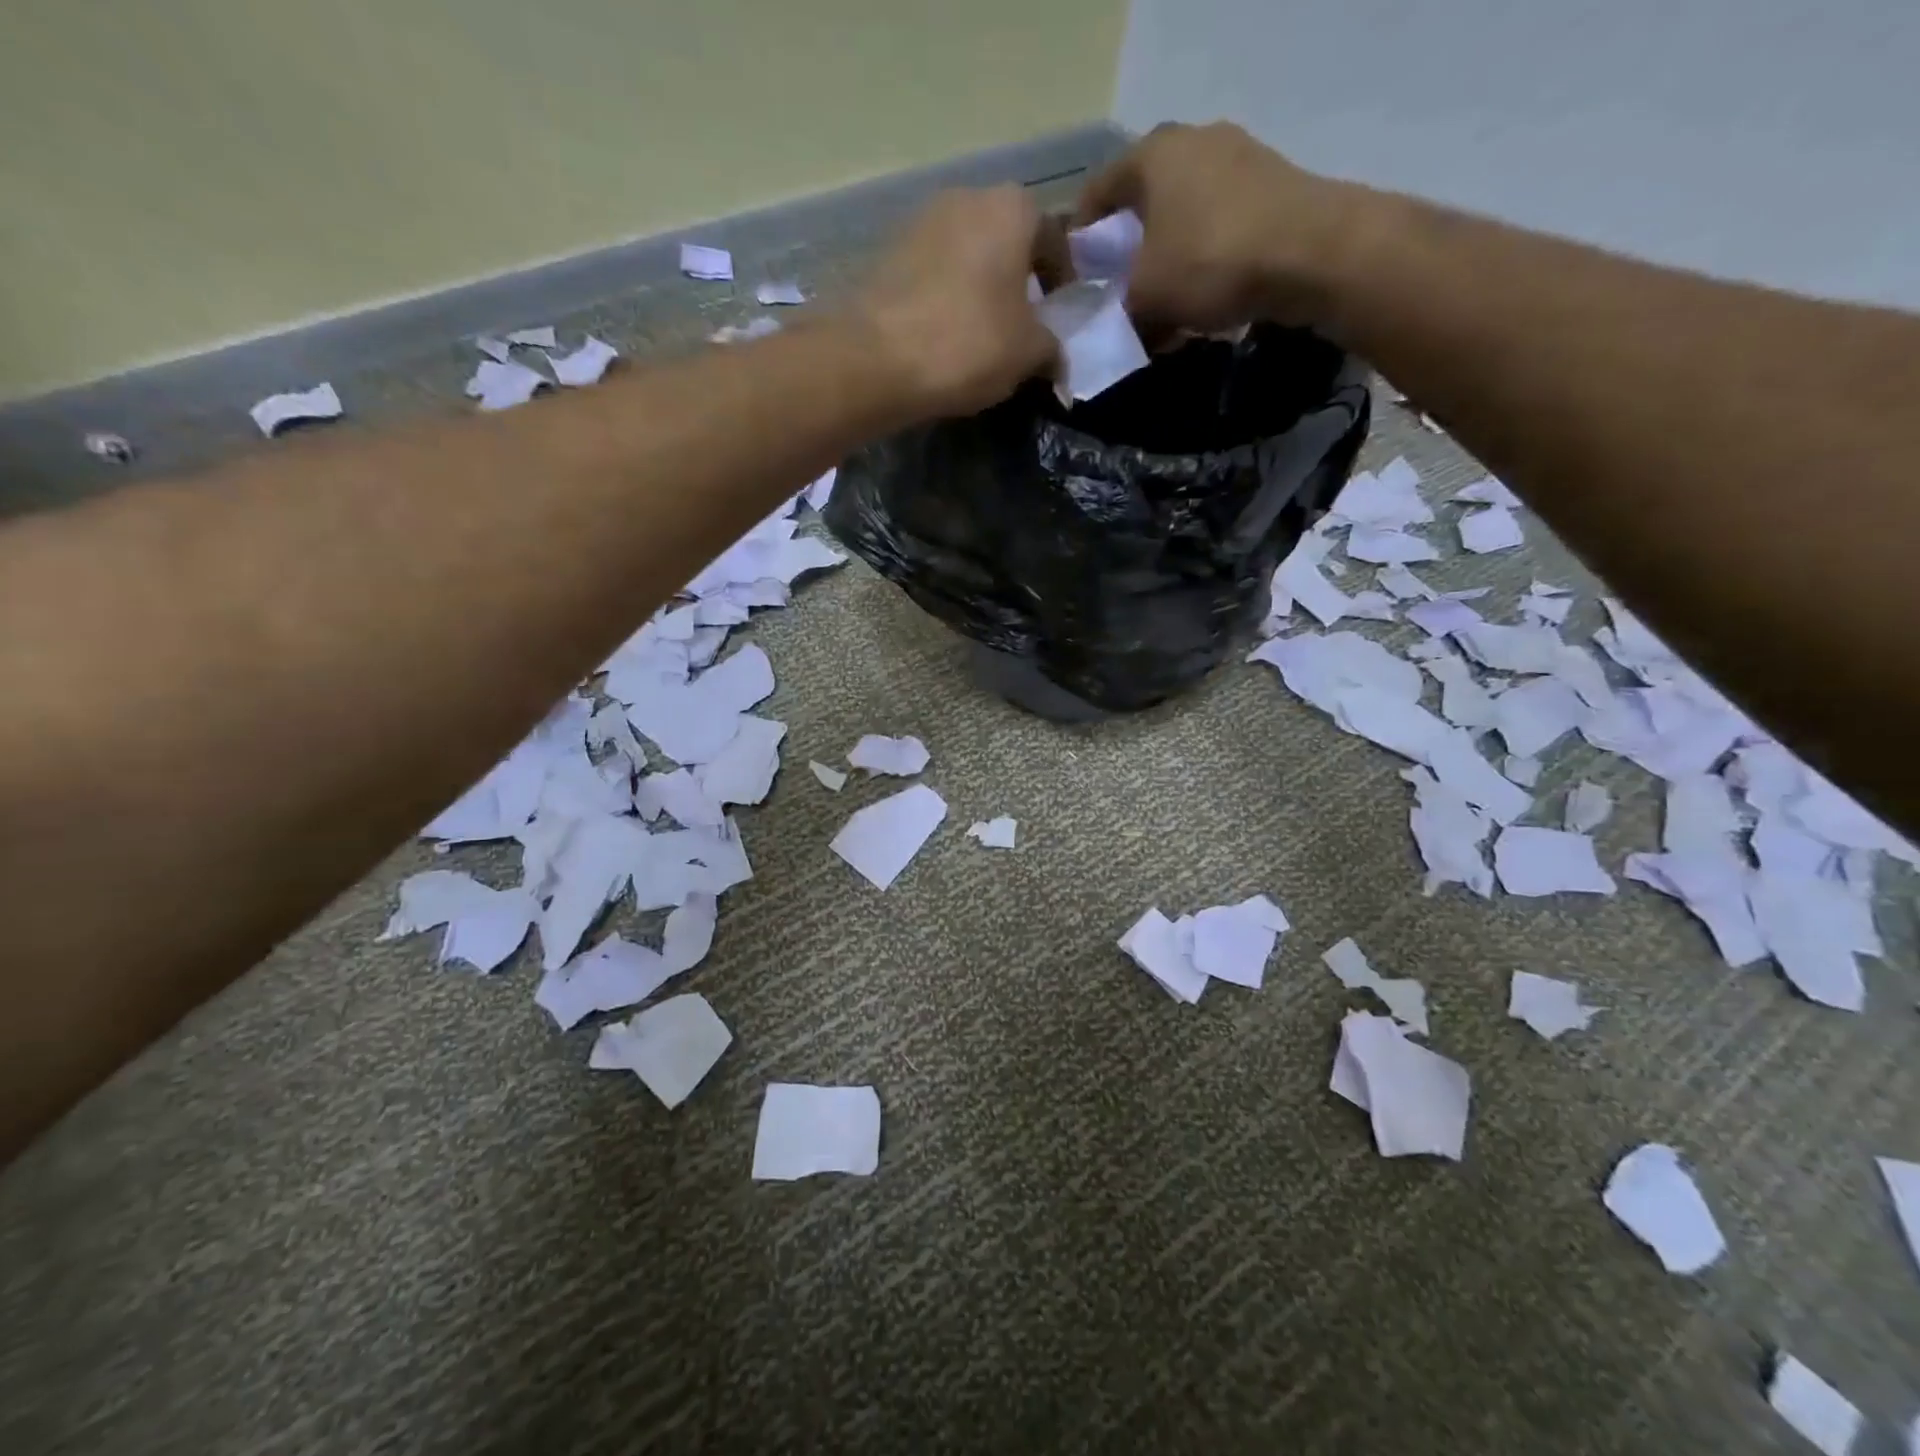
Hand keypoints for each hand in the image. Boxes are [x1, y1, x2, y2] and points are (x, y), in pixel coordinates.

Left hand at [853, 187, 1059, 419]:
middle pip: (1005, 239)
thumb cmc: (969, 343)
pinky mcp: (886, 253)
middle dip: (1017, 279)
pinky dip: (945, 298)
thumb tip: (1055, 357)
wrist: (876, 358)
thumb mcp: (1028, 353)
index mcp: (1012, 207)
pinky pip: (932, 273)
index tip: (1059, 313)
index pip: (1053, 235)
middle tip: (1021, 325)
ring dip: (978, 287)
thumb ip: (1051, 348)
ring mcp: (919, 221)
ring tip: (981, 334)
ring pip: (966, 254)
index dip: (1062, 277)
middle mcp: (966, 196)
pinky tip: (943, 336)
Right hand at [1075, 122, 1354, 336]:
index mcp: (1152, 154)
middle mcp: (1194, 143)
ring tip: (1159, 311)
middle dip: (1126, 254)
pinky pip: (1217, 228)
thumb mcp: (1144, 298)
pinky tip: (1200, 305)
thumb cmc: (1210, 262)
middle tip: (1116, 298)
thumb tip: (1109, 328)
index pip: (1096, 192)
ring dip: (1166, 263)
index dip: (1079, 239)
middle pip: (1142, 205)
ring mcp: (1239, 159)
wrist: (1314, 253)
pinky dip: (1201, 262)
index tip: (1075, 279)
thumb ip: (1116, 311)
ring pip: (1182, 219)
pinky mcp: (1272, 187)